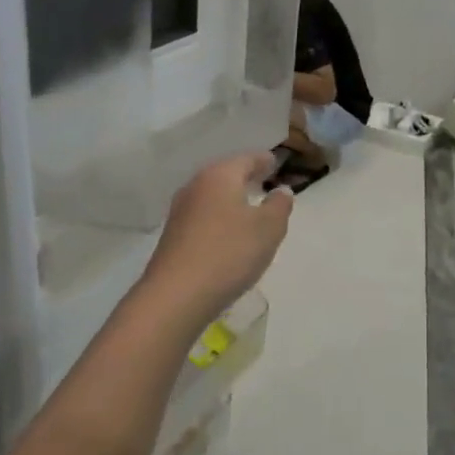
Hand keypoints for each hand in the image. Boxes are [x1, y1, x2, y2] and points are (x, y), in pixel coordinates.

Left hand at [139, 153, 293, 330]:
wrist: (176, 295)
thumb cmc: (229, 253)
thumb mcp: (268, 229)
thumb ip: (279, 206)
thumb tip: (281, 190)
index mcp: (220, 176)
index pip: (246, 159)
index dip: (264, 160)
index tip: (275, 162)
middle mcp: (196, 186)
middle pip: (225, 174)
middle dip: (245, 176)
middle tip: (263, 180)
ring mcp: (180, 211)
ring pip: (212, 195)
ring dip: (230, 198)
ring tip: (248, 207)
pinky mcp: (173, 235)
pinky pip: (202, 216)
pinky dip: (218, 217)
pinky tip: (227, 233)